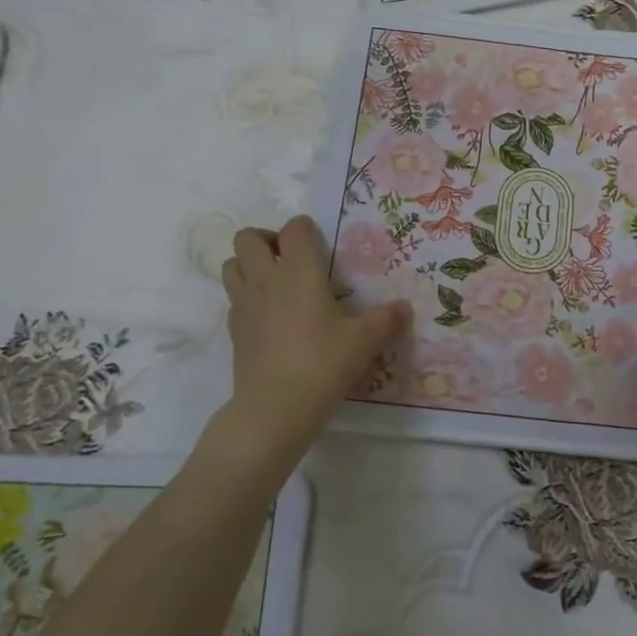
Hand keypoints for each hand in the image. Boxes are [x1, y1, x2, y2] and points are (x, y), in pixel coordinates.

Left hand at [218, 216, 410, 463]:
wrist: (275, 407)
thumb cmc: (323, 363)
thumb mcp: (365, 341)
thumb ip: (387, 319)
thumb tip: (405, 307)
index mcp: (299, 271)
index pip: (294, 228)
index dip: (307, 230)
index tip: (322, 248)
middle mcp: (266, 279)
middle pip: (247, 238)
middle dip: (267, 240)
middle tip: (291, 261)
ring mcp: (244, 304)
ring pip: (231, 265)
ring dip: (249, 265)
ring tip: (276, 285)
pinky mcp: (233, 330)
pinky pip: (233, 299)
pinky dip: (247, 298)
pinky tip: (269, 318)